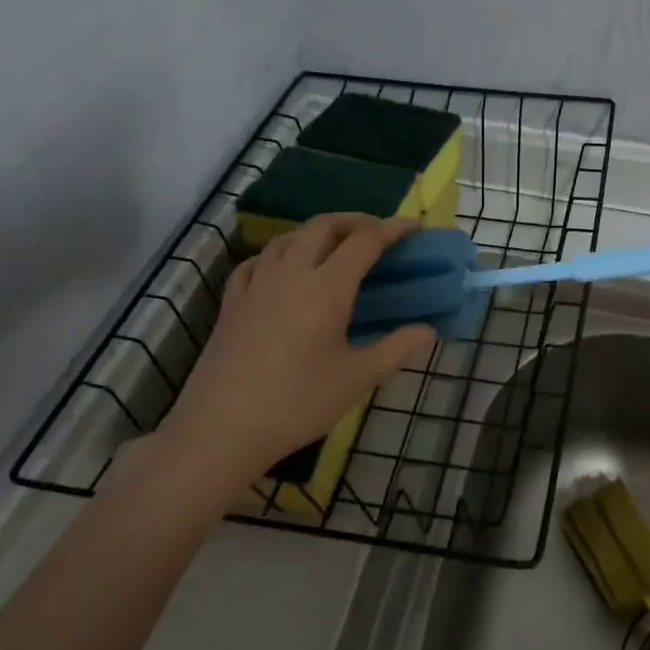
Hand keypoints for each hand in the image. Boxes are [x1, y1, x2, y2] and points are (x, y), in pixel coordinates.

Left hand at [145, 214, 435, 489]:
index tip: (414, 227)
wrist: (221, 428)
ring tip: (336, 248)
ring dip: (318, 232)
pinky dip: (280, 253)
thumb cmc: (297, 404)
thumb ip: (396, 349)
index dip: (393, 229)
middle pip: (324, 226)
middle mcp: (290, 274)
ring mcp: (256, 285)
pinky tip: (283, 269)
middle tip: (378, 234)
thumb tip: (427, 330)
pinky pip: (258, 260)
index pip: (365, 241)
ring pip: (289, 237)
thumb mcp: (357, 379)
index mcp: (326, 288)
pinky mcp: (232, 302)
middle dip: (355, 221)